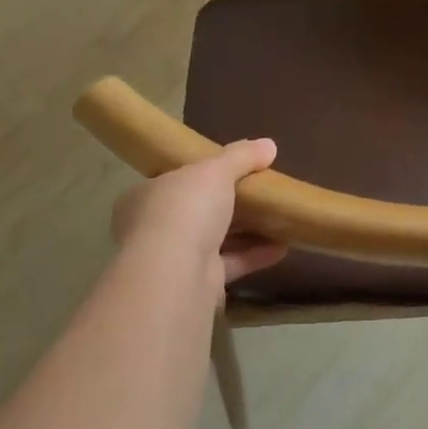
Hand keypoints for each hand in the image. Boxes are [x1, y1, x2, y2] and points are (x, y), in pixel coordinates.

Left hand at [110, 140, 286, 303]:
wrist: (176, 274)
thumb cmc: (186, 208)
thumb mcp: (215, 170)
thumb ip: (241, 156)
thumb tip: (268, 144)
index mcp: (145, 196)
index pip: (173, 180)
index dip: (200, 174)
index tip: (229, 170)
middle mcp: (153, 228)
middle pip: (195, 211)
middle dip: (226, 204)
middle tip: (258, 193)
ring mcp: (174, 259)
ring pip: (213, 239)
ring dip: (245, 231)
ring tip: (277, 218)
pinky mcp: (196, 284)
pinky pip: (229, 264)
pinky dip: (254, 255)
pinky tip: (282, 248)